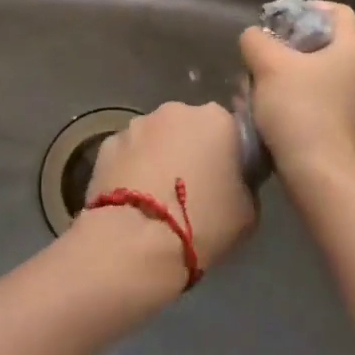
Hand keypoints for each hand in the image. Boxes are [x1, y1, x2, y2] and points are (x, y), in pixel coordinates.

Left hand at [72, 101, 255, 290]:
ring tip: (157, 196)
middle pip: (189, 126)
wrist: (136, 244)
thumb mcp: (248, 211)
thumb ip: (245, 183)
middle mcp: (176, 110)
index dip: (228, 153)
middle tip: (192, 188)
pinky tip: (132, 199)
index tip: (225, 178)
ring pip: (156, 138)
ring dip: (159, 156)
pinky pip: (128, 153)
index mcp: (216, 119)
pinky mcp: (107, 143)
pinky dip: (132, 168)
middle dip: (190, 149)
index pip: (229, 128)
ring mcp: (137, 124)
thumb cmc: (202, 224)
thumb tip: (235, 179)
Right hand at [238, 0, 354, 192]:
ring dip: (272, 75)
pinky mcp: (328, 122)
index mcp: (350, 48)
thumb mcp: (269, 64)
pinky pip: (300, 97)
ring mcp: (342, 98)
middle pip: (313, 41)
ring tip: (249, 88)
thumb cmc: (301, 110)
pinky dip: (278, 98)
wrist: (319, 176)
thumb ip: (256, 39)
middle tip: (256, 56)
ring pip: (301, 71)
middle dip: (278, 46)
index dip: (306, 7)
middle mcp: (352, 70)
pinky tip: (256, 110)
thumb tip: (254, 38)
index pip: (336, 11)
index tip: (276, 20)